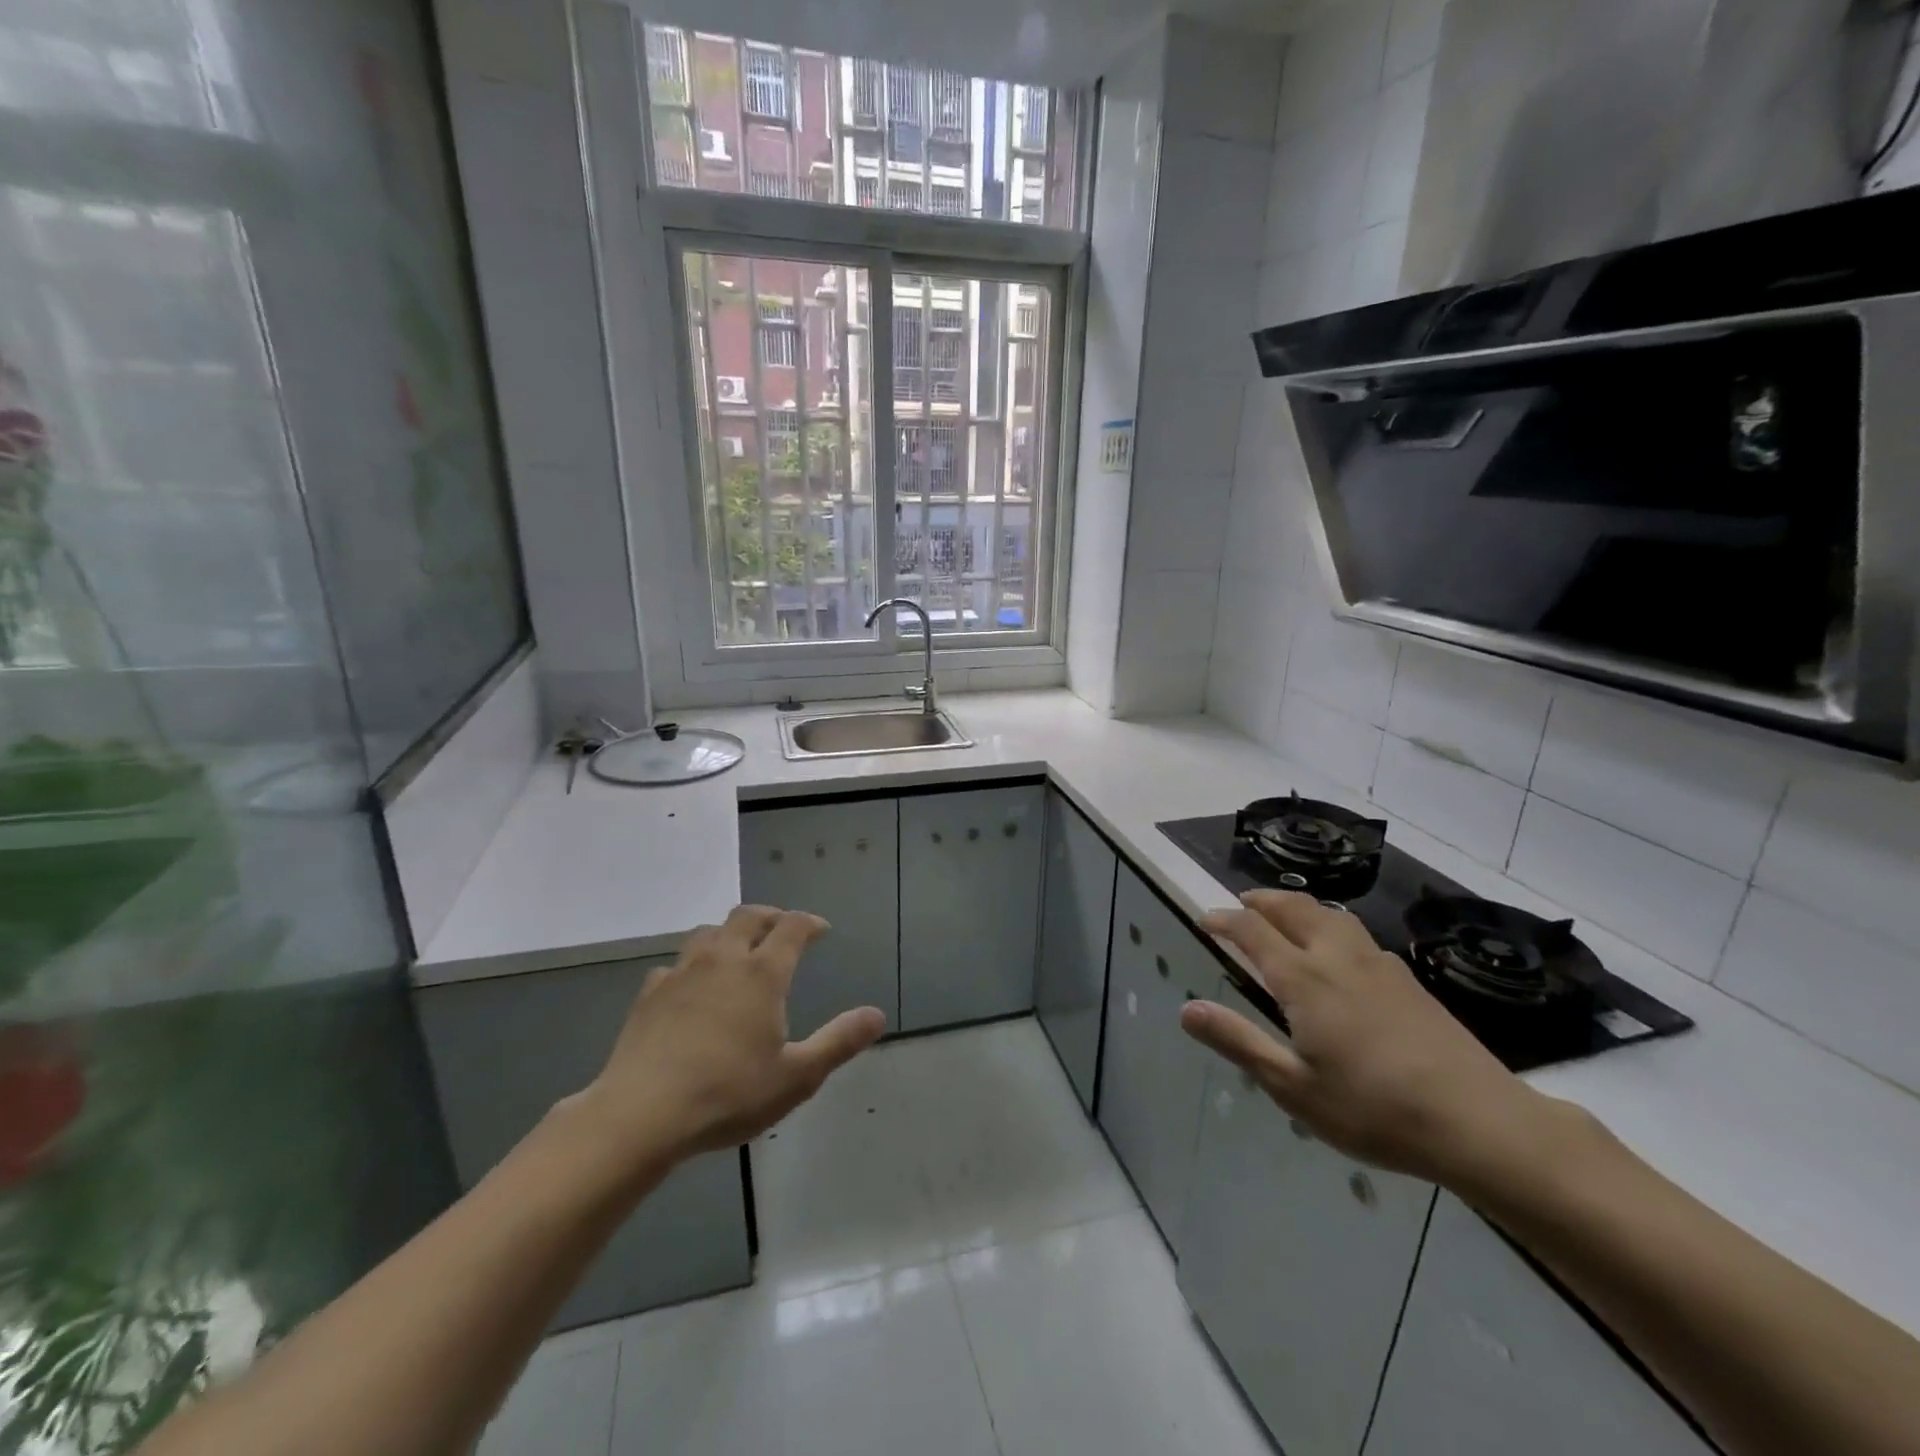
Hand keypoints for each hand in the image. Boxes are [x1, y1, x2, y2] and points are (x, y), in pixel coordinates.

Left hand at [572, 905, 886, 1167]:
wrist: (642, 1114)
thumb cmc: (728, 1094)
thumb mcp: (796, 1076)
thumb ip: (839, 1042)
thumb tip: (877, 1015)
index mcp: (762, 974)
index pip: (792, 927)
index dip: (810, 923)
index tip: (821, 930)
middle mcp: (723, 960)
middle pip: (748, 916)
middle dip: (770, 916)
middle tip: (782, 929)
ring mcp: (682, 973)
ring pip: (708, 932)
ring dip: (729, 933)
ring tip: (738, 950)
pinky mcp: (649, 994)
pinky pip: (675, 964)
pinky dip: (692, 966)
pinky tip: (691, 988)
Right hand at [1180, 891, 1581, 1189]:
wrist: (1480, 1122)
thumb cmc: (1374, 1109)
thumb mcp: (1293, 1086)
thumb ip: (1238, 1042)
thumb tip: (1186, 1010)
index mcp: (1304, 978)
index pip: (1253, 930)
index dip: (1224, 919)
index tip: (1205, 919)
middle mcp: (1337, 958)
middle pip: (1294, 908)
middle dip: (1262, 899)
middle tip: (1241, 902)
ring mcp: (1379, 966)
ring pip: (1331, 915)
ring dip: (1299, 906)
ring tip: (1285, 915)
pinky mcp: (1409, 981)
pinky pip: (1357, 934)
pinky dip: (1331, 926)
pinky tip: (1339, 953)